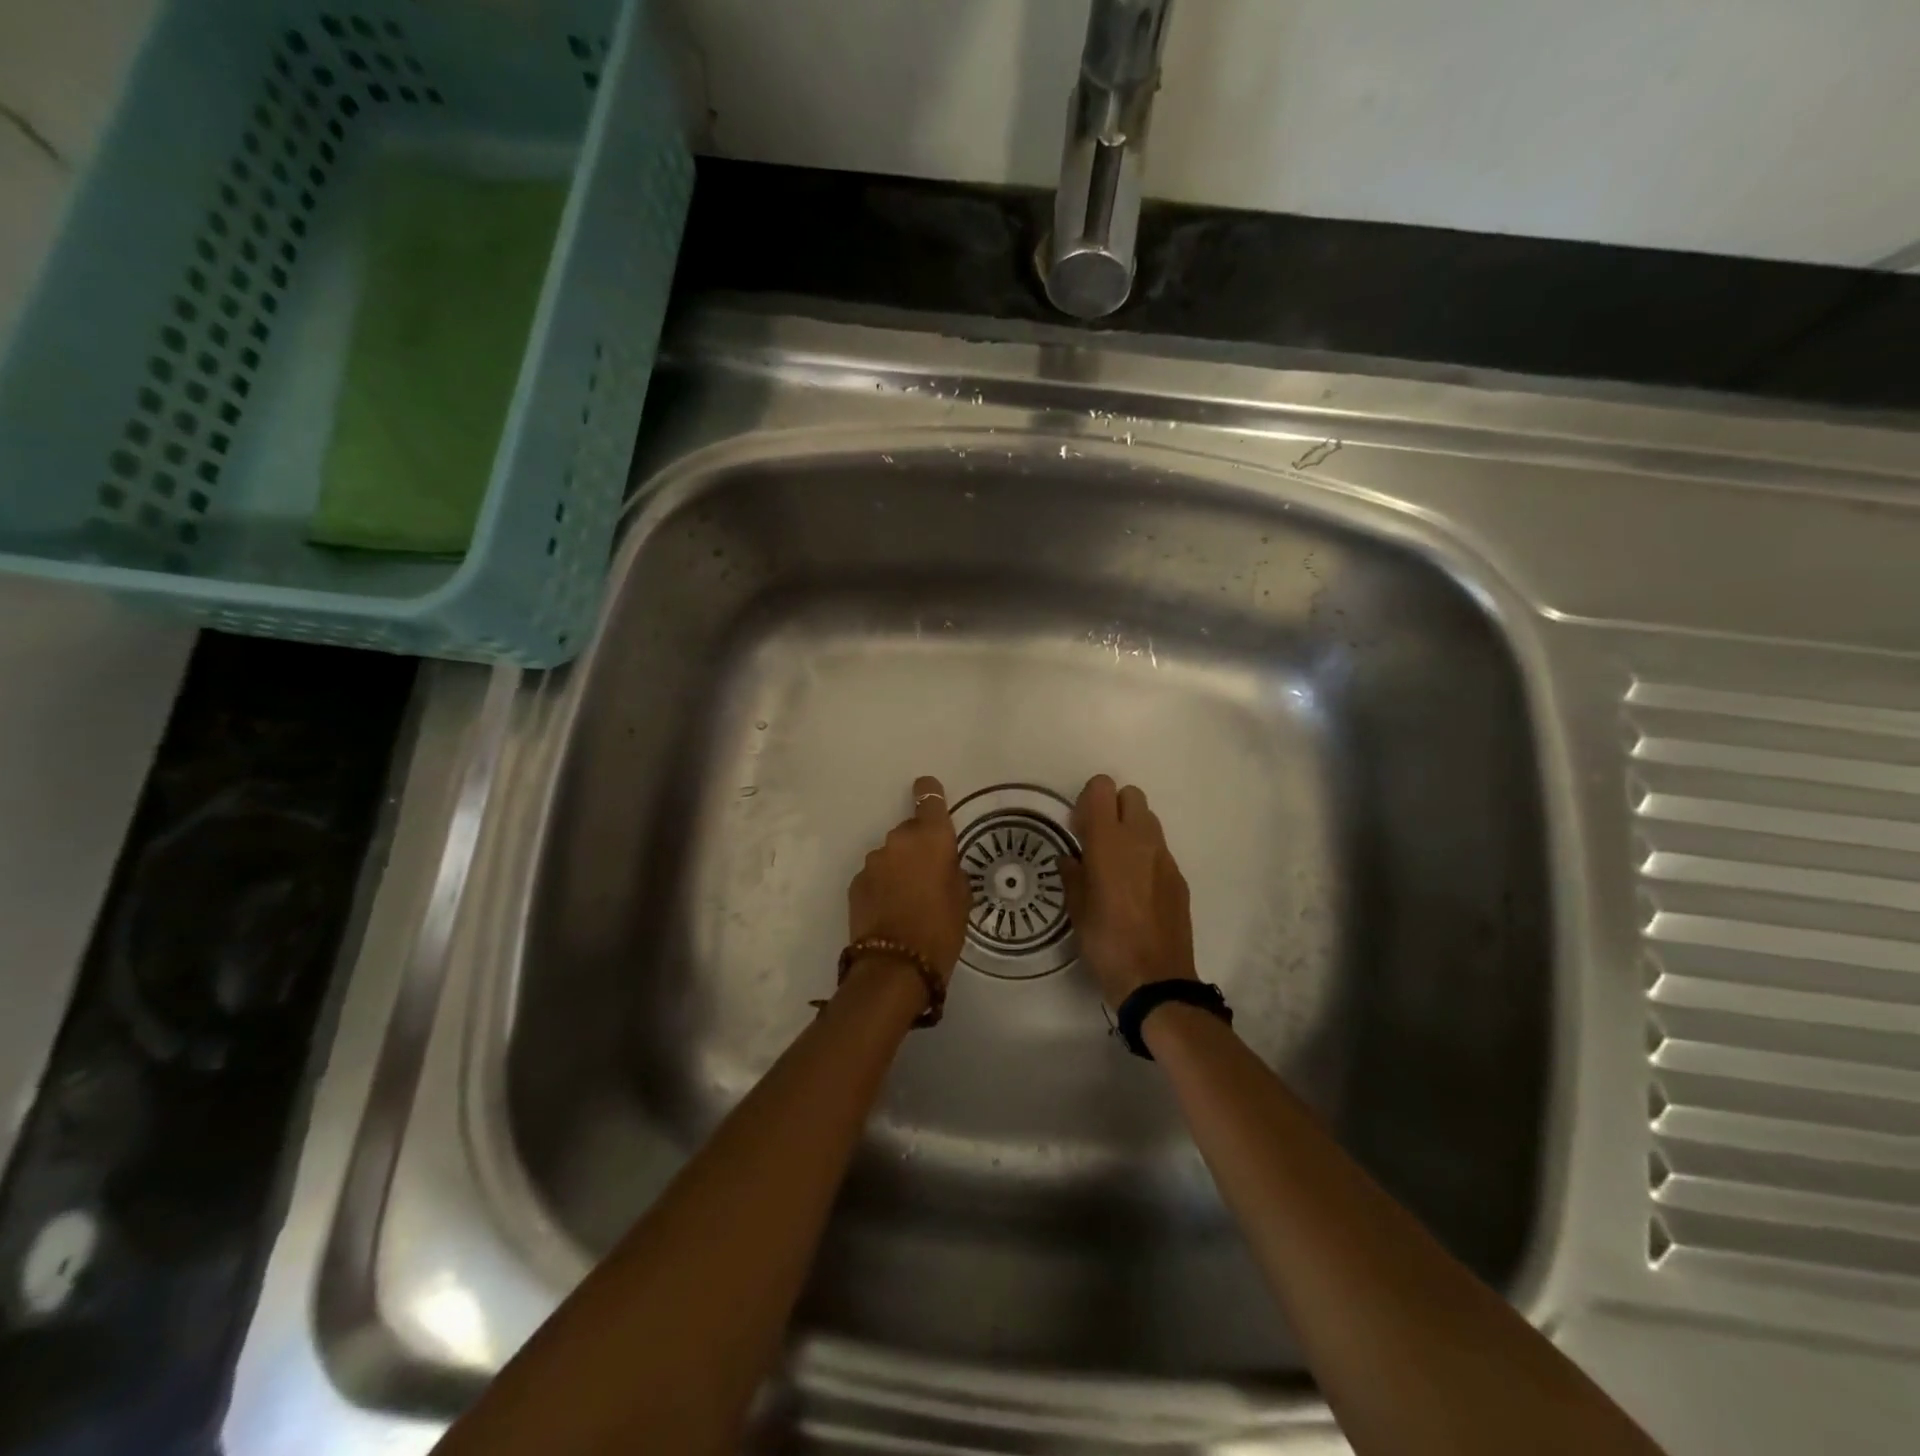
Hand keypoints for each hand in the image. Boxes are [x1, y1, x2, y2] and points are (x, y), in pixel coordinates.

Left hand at [847, 775, 969, 988]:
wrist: (895, 966)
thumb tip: (942, 865)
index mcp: (931, 838)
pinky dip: (883, 885)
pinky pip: (876, 875)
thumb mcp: (963, 898)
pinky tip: (891, 909)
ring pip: (891, 855)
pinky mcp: (856, 882)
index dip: (930, 793)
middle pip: (909, 832)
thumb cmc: (941, 929)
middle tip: (929, 875)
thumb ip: (952, 870)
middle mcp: (898, 841)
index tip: (929, 792)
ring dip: (899, 867)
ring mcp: (873, 861)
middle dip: (918, 847)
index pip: (929, 798)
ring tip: (908, 898)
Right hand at [1058, 775, 1196, 1008]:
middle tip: (1097, 841)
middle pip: (1130, 795)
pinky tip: (1135, 890)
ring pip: (1148, 820)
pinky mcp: (1178, 877)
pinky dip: (1145, 855)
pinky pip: (1159, 849)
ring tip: (1116, 865)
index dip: (1088, 800)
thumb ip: (1072, 875)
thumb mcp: (1076, 910)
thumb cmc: (1106, 943)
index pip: (1102, 788)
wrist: (1156, 980)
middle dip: (1112, 808)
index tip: (1079, 828)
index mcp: (1108, 841)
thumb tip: (1070, 858)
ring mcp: (1164, 857)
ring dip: (1130, 829)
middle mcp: (1140, 840)